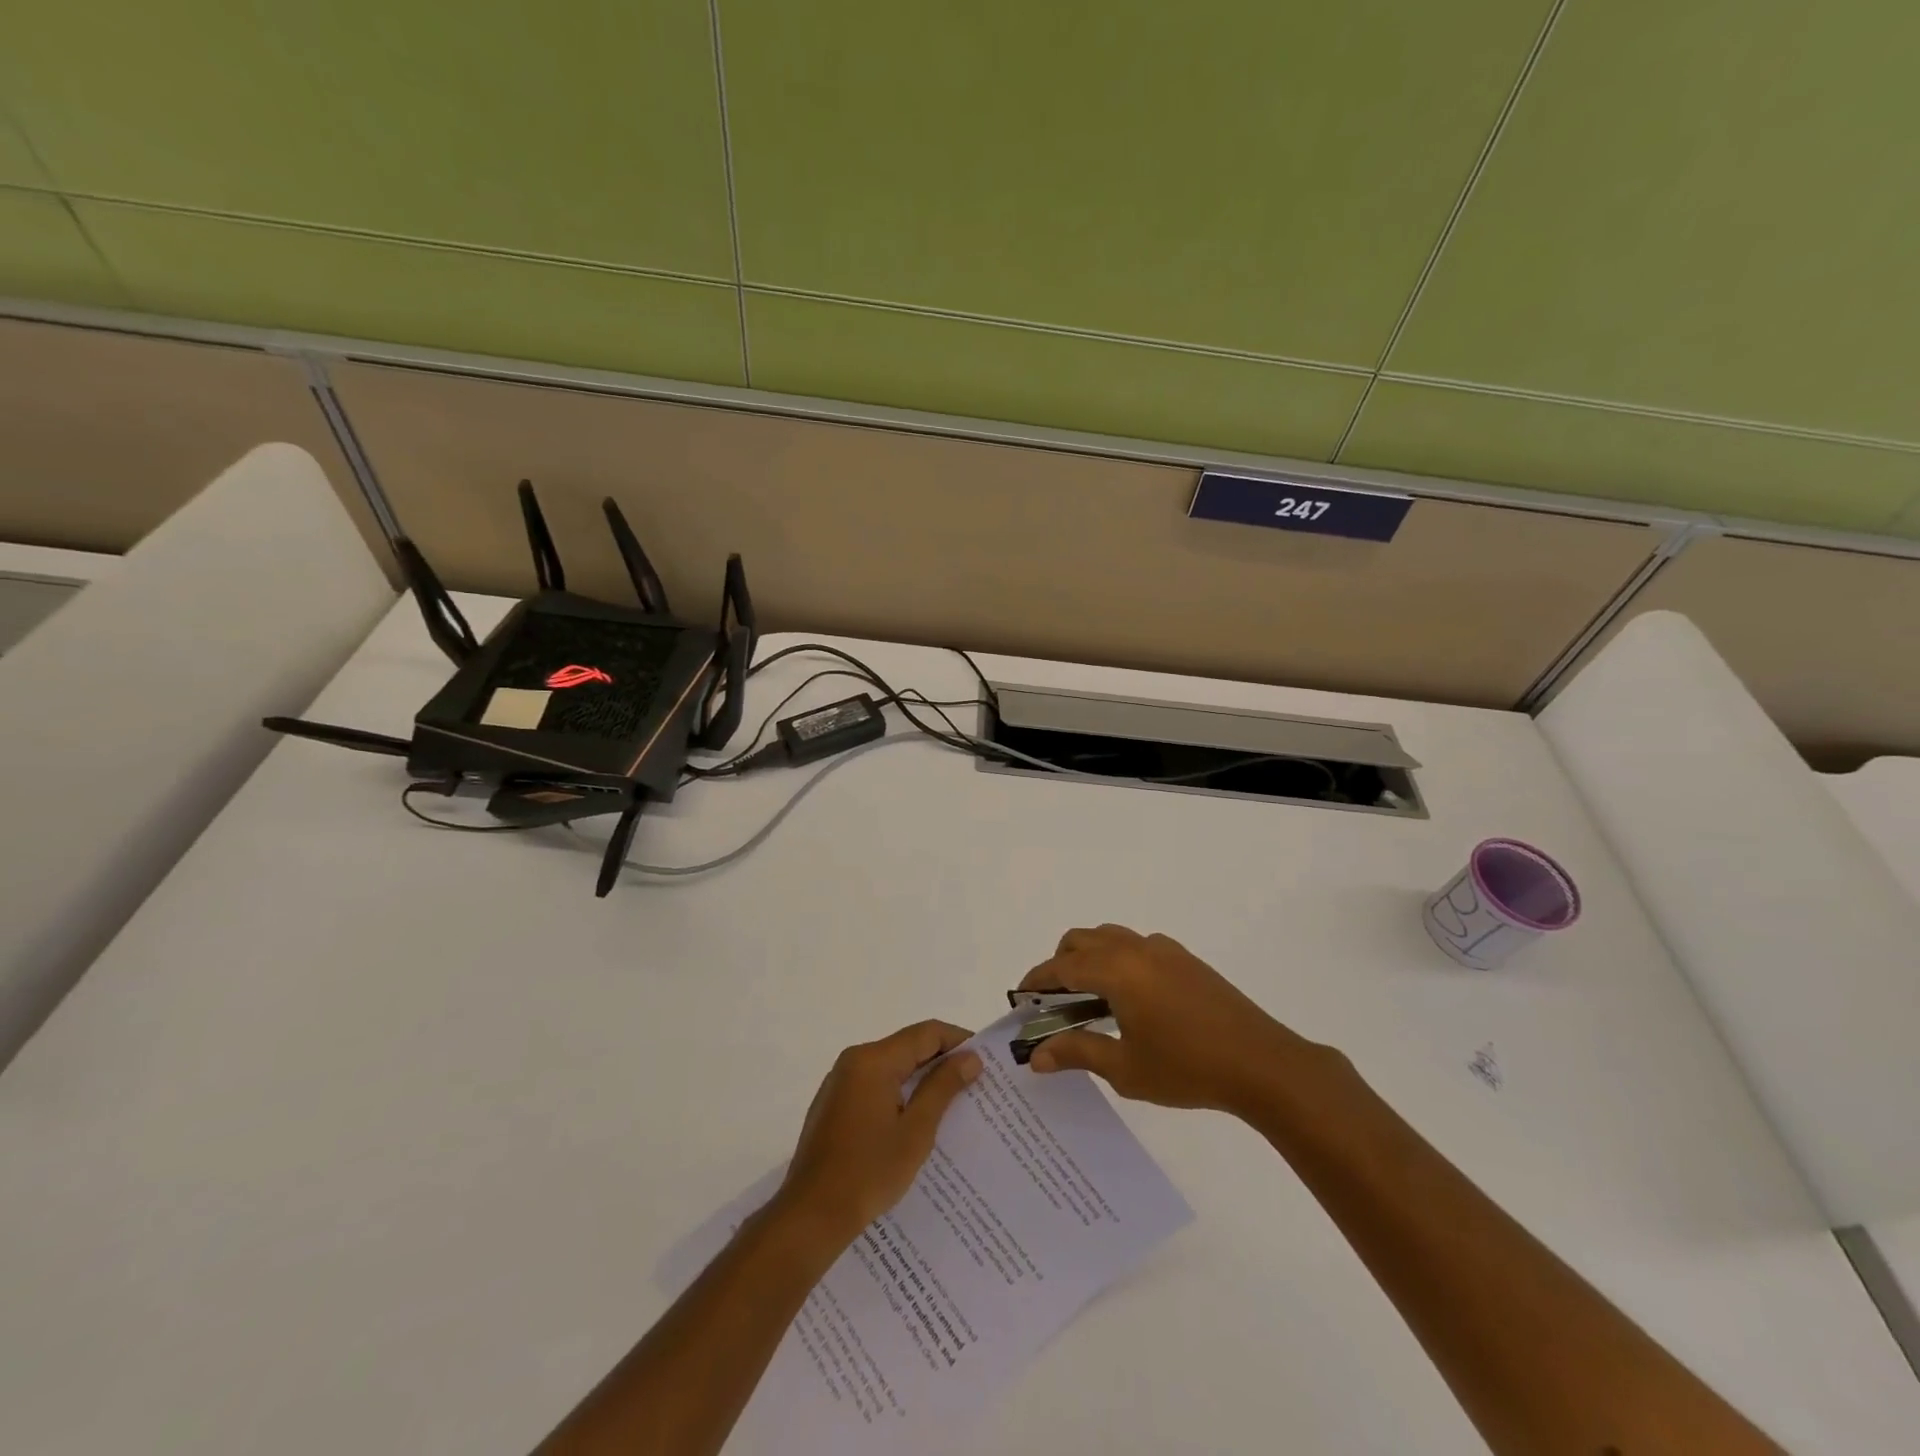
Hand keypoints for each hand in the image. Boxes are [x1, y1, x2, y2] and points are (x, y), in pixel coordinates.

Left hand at [774, 1020, 981, 1247]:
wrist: (810, 1216)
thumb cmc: (868, 1172)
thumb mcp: (916, 1131)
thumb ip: (942, 1088)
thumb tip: (970, 1058)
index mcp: (874, 1060)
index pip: (925, 1033)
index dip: (958, 1040)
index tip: (985, 1060)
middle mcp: (854, 1060)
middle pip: (907, 1046)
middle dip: (941, 1060)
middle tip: (974, 1082)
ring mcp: (840, 1081)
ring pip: (891, 1066)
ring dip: (920, 1078)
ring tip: (951, 1101)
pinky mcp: (834, 1103)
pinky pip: (875, 1084)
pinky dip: (899, 1092)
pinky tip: (915, 1118)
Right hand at [1018, 925, 1337, 1117]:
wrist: (1262, 1063)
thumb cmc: (1187, 1068)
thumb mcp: (1125, 1068)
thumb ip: (1078, 1053)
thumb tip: (1036, 1055)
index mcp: (1117, 970)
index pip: (1062, 966)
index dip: (1037, 980)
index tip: (1020, 997)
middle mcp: (1136, 948)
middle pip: (1082, 940)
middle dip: (1060, 964)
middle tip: (1053, 1002)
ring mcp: (1164, 949)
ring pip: (1111, 937)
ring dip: (1090, 957)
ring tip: (1089, 1000)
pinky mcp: (1186, 959)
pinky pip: (1137, 946)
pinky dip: (1118, 959)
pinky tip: (1130, 999)